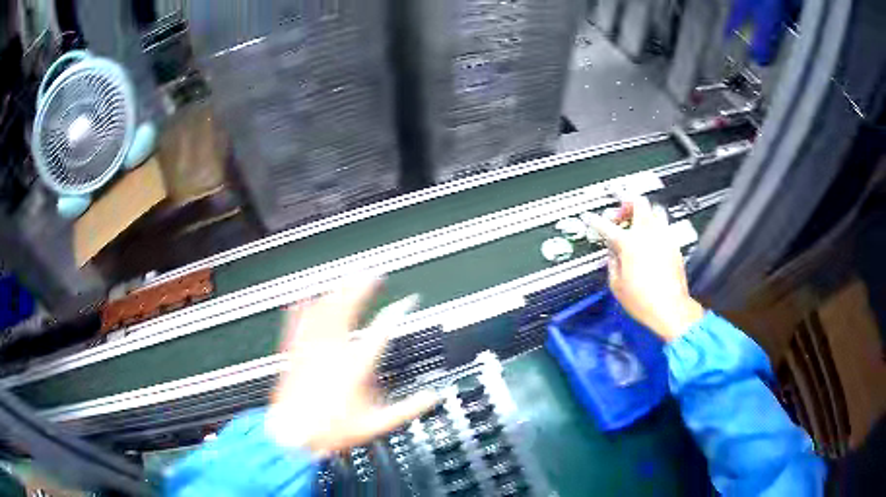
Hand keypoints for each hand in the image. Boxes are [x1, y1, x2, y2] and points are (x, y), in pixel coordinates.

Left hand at [265, 277, 438, 455]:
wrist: (294, 435)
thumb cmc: (330, 430)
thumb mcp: (376, 425)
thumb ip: (408, 409)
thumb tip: (431, 398)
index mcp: (355, 366)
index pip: (382, 330)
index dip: (397, 312)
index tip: (407, 302)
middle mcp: (333, 352)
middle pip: (348, 308)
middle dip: (361, 288)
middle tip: (372, 276)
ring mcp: (311, 350)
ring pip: (323, 310)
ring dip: (336, 292)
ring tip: (345, 279)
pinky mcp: (293, 353)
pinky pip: (297, 322)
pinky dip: (303, 307)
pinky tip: (305, 296)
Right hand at [585, 197, 704, 340]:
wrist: (670, 309)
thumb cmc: (644, 301)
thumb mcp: (616, 285)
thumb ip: (612, 262)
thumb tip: (612, 253)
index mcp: (629, 243)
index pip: (606, 225)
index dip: (594, 220)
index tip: (590, 218)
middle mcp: (648, 235)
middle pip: (638, 202)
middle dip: (626, 202)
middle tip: (621, 212)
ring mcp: (664, 237)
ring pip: (655, 209)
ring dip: (644, 212)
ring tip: (638, 223)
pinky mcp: (674, 245)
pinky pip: (664, 226)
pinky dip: (656, 227)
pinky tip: (651, 239)